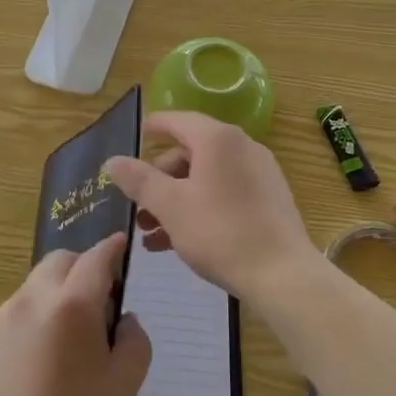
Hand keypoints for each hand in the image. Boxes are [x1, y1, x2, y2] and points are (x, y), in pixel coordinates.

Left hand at [0, 234, 150, 395]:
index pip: (96, 258)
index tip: (122, 246)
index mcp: (72, 305)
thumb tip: (122, 319)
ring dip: (57, 294)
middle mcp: (32, 300)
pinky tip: (40, 361)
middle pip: (60, 262)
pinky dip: (34, 318)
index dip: (113, 249)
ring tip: (69, 339)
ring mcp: (1, 320)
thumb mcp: (126, 385)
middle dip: (83, 268)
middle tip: (100, 303)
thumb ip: (134, 338)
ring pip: (35, 285)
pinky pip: (16, 313)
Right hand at [104, 112, 319, 303]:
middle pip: (190, 152)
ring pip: (206, 178)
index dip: (152, 128)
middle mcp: (241, 147)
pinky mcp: (269, 199)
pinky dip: (200, 208)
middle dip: (159, 179)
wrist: (283, 274)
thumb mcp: (171, 207)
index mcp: (217, 139)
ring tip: (151, 233)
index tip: (133, 139)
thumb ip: (139, 180)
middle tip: (137, 207)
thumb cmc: (221, 232)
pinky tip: (179, 242)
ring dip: (175, 200)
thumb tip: (113, 160)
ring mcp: (259, 173)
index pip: (177, 120)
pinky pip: (225, 193)